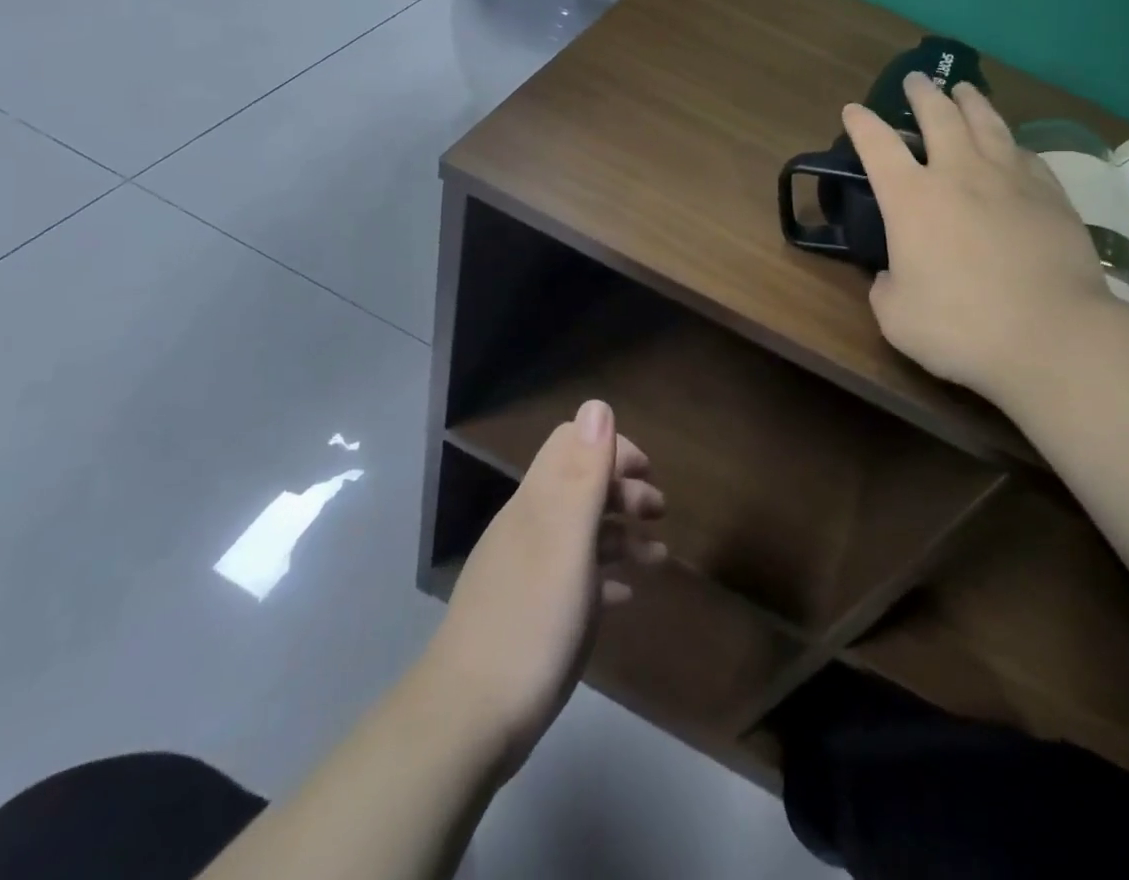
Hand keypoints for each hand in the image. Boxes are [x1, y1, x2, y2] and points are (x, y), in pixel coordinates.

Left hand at [424, 401, 664, 773]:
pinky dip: (604, 575)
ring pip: (580, 532)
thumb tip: (597, 405)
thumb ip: (583, 474)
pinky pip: (575, 577)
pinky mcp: (529, 612)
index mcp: (537, 502)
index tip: (648, 474)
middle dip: (623, 490)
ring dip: (621, 534)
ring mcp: (527, 571)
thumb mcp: (566, 543)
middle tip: (661, 513)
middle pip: (580, 485)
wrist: (467, 722)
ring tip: (658, 558)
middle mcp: (530, 526)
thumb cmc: (530, 622)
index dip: (612, 447)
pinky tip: (625, 596)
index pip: (572, 443)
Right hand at [842, 73, 1115, 394]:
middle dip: (921, 94)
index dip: (861, 124)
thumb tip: (893, 274)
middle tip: (916, 81)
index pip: (878, 146)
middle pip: (938, 117)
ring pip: (986, 123)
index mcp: (912, 199)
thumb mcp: (897, 316)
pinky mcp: (1050, 194)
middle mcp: (959, 174)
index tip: (853, 109)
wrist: (1051, 334)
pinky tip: (1011, 144)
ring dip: (970, 101)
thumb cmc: (961, 326)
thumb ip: (886, 287)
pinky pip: (1025, 154)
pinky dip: (1010, 142)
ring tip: (963, 89)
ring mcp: (1010, 179)